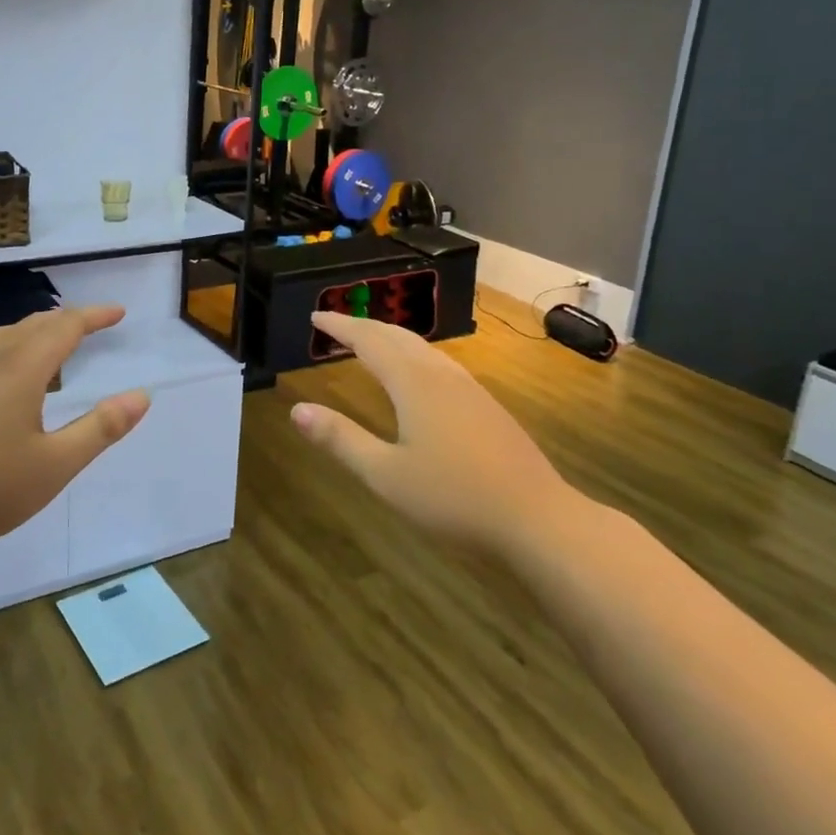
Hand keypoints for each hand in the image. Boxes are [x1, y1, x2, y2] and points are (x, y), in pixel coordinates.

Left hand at [0, 305, 149, 565]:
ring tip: (55, 340)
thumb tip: (141, 396)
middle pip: (34, 324)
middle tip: (94, 324)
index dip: (94, 317)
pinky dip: (13, 346)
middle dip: (68, 319)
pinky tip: (10, 374)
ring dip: (37, 329)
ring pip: (6, 335)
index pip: (64, 327)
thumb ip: (100, 428)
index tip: (118, 313)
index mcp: (20, 370)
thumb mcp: (55, 466)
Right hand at [289, 312, 572, 555]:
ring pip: (422, 348)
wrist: (538, 519)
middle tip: (335, 325)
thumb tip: (297, 410)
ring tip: (369, 343)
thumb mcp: (385, 475)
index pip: (368, 340)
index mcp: (413, 383)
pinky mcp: (487, 405)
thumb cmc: (454, 498)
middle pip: (396, 336)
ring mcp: (469, 388)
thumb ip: (341, 440)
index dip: (340, 326)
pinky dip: (413, 355)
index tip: (316, 316)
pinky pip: (439, 363)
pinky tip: (417, 376)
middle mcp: (441, 375)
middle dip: (363, 326)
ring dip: (389, 338)